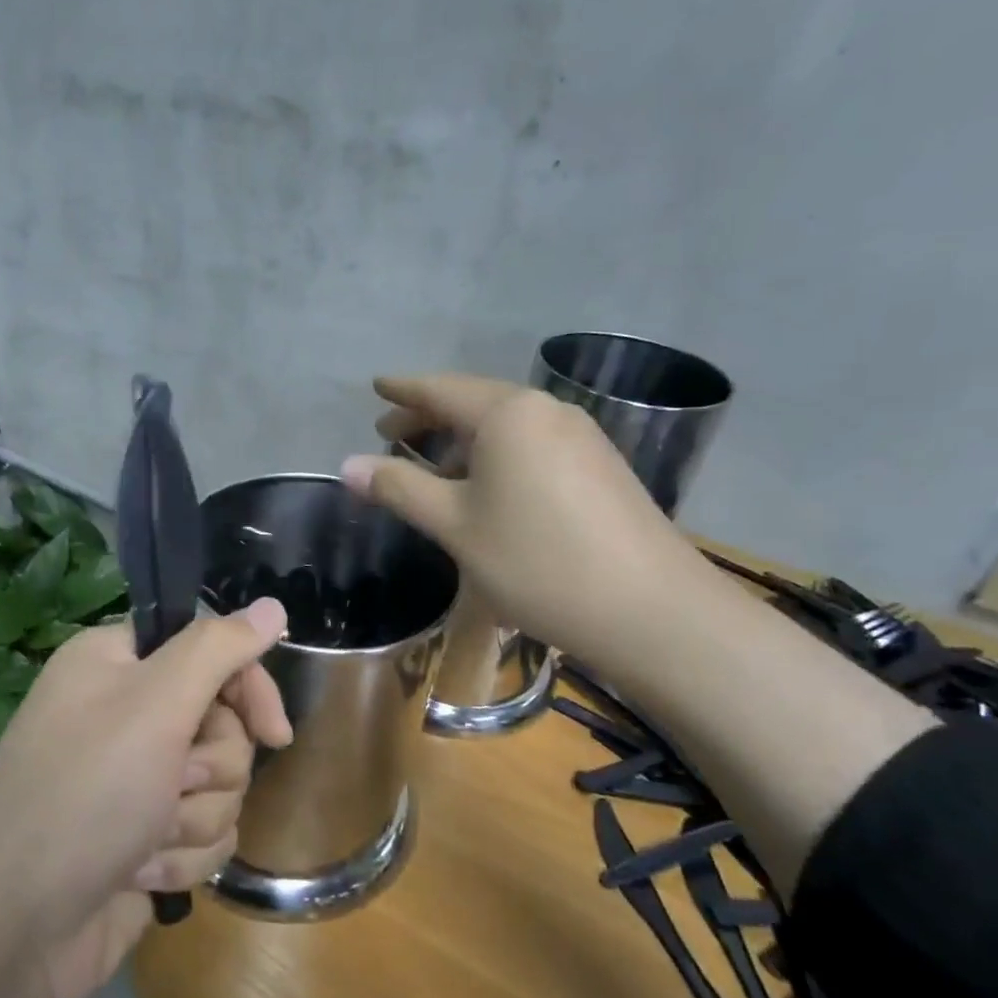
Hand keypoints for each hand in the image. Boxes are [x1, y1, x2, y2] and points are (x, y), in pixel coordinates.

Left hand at [0, 600, 291, 997]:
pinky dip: (181, 856)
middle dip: (211, 766)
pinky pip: (203, 832)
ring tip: (146, 839)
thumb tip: (272, 605)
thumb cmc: (86, 793)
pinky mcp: (145, 835)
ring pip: (220, 784)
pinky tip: (140, 873)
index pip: (208, 649)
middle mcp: (126, 712)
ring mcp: (135, 778)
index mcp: (118, 663)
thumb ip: (218, 648)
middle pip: (223, 723)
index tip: (274, 732)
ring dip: (194, 817)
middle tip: (175, 783)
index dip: (246, 687)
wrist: (15, 927)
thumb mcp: (156, 704)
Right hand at [341, 373, 712, 672]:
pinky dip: (495, 456)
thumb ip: (399, 488)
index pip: (440, 389)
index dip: (402, 390)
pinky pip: (531, 445)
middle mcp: (546, 411)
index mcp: (507, 414)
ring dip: (462, 440)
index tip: (375, 387)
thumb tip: (347, 466)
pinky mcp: (599, 466)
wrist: (650, 610)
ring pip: (505, 426)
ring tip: (431, 468)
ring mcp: (580, 437)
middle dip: (428, 417)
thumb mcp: (455, 526)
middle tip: (389, 433)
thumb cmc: (537, 561)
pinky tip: (485, 489)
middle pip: (473, 403)